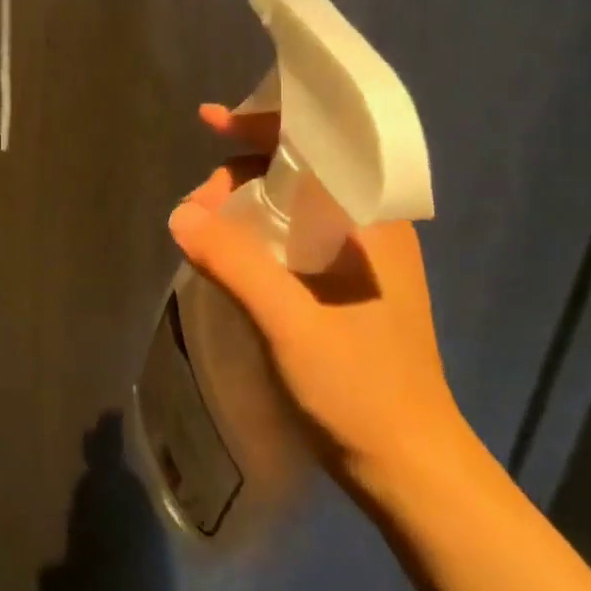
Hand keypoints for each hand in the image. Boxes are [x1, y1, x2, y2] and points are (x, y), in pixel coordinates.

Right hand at [166, 103, 467, 494]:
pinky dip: (255, 231)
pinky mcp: (345, 288)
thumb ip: (235, 263)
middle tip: (196, 209)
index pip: (317, 143)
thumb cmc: (360, 391)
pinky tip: (228, 250)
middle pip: (297, 171)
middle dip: (240, 174)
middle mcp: (370, 228)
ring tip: (201, 228)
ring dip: (244, 204)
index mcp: (372, 220)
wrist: (410, 470)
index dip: (262, 125)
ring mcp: (358, 260)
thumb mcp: (289, 323)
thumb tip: (180, 215)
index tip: (210, 121)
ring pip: (292, 204)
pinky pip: (293, 236)